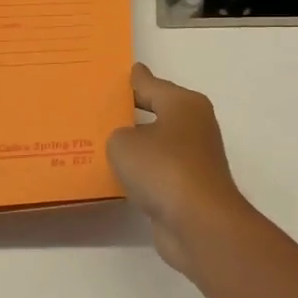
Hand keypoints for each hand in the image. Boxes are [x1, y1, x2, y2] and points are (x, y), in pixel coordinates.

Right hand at [107, 64, 254, 274]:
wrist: (199, 223)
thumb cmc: (163, 168)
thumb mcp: (125, 143)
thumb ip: (119, 133)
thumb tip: (128, 139)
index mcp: (184, 104)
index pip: (151, 84)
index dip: (132, 80)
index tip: (115, 74)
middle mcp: (194, 126)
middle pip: (156, 113)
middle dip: (130, 113)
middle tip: (98, 110)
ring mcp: (194, 158)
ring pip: (156, 145)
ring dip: (135, 147)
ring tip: (99, 144)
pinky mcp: (189, 188)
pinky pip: (157, 172)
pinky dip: (140, 174)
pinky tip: (116, 177)